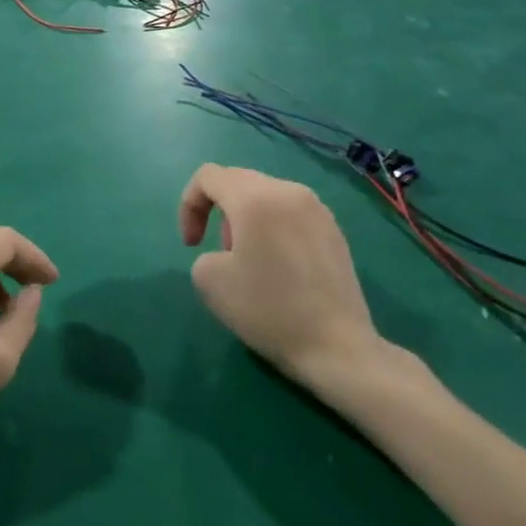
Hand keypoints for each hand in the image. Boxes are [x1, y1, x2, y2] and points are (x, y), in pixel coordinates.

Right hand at [179, 165, 384, 391]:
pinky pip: (290, 213)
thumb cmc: (267, 309)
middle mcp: (289, 192)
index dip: (189, 205)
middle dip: (217, 211)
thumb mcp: (208, 279)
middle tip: (220, 250)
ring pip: (265, 195)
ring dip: (245, 218)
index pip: (208, 176)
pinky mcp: (335, 231)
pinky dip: (272, 228)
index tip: (193, 245)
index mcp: (255, 198)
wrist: (337, 348)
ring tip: (250, 259)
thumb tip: (231, 251)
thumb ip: (206, 250)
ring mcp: (317, 210)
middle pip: (238, 180)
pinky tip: (279, 266)